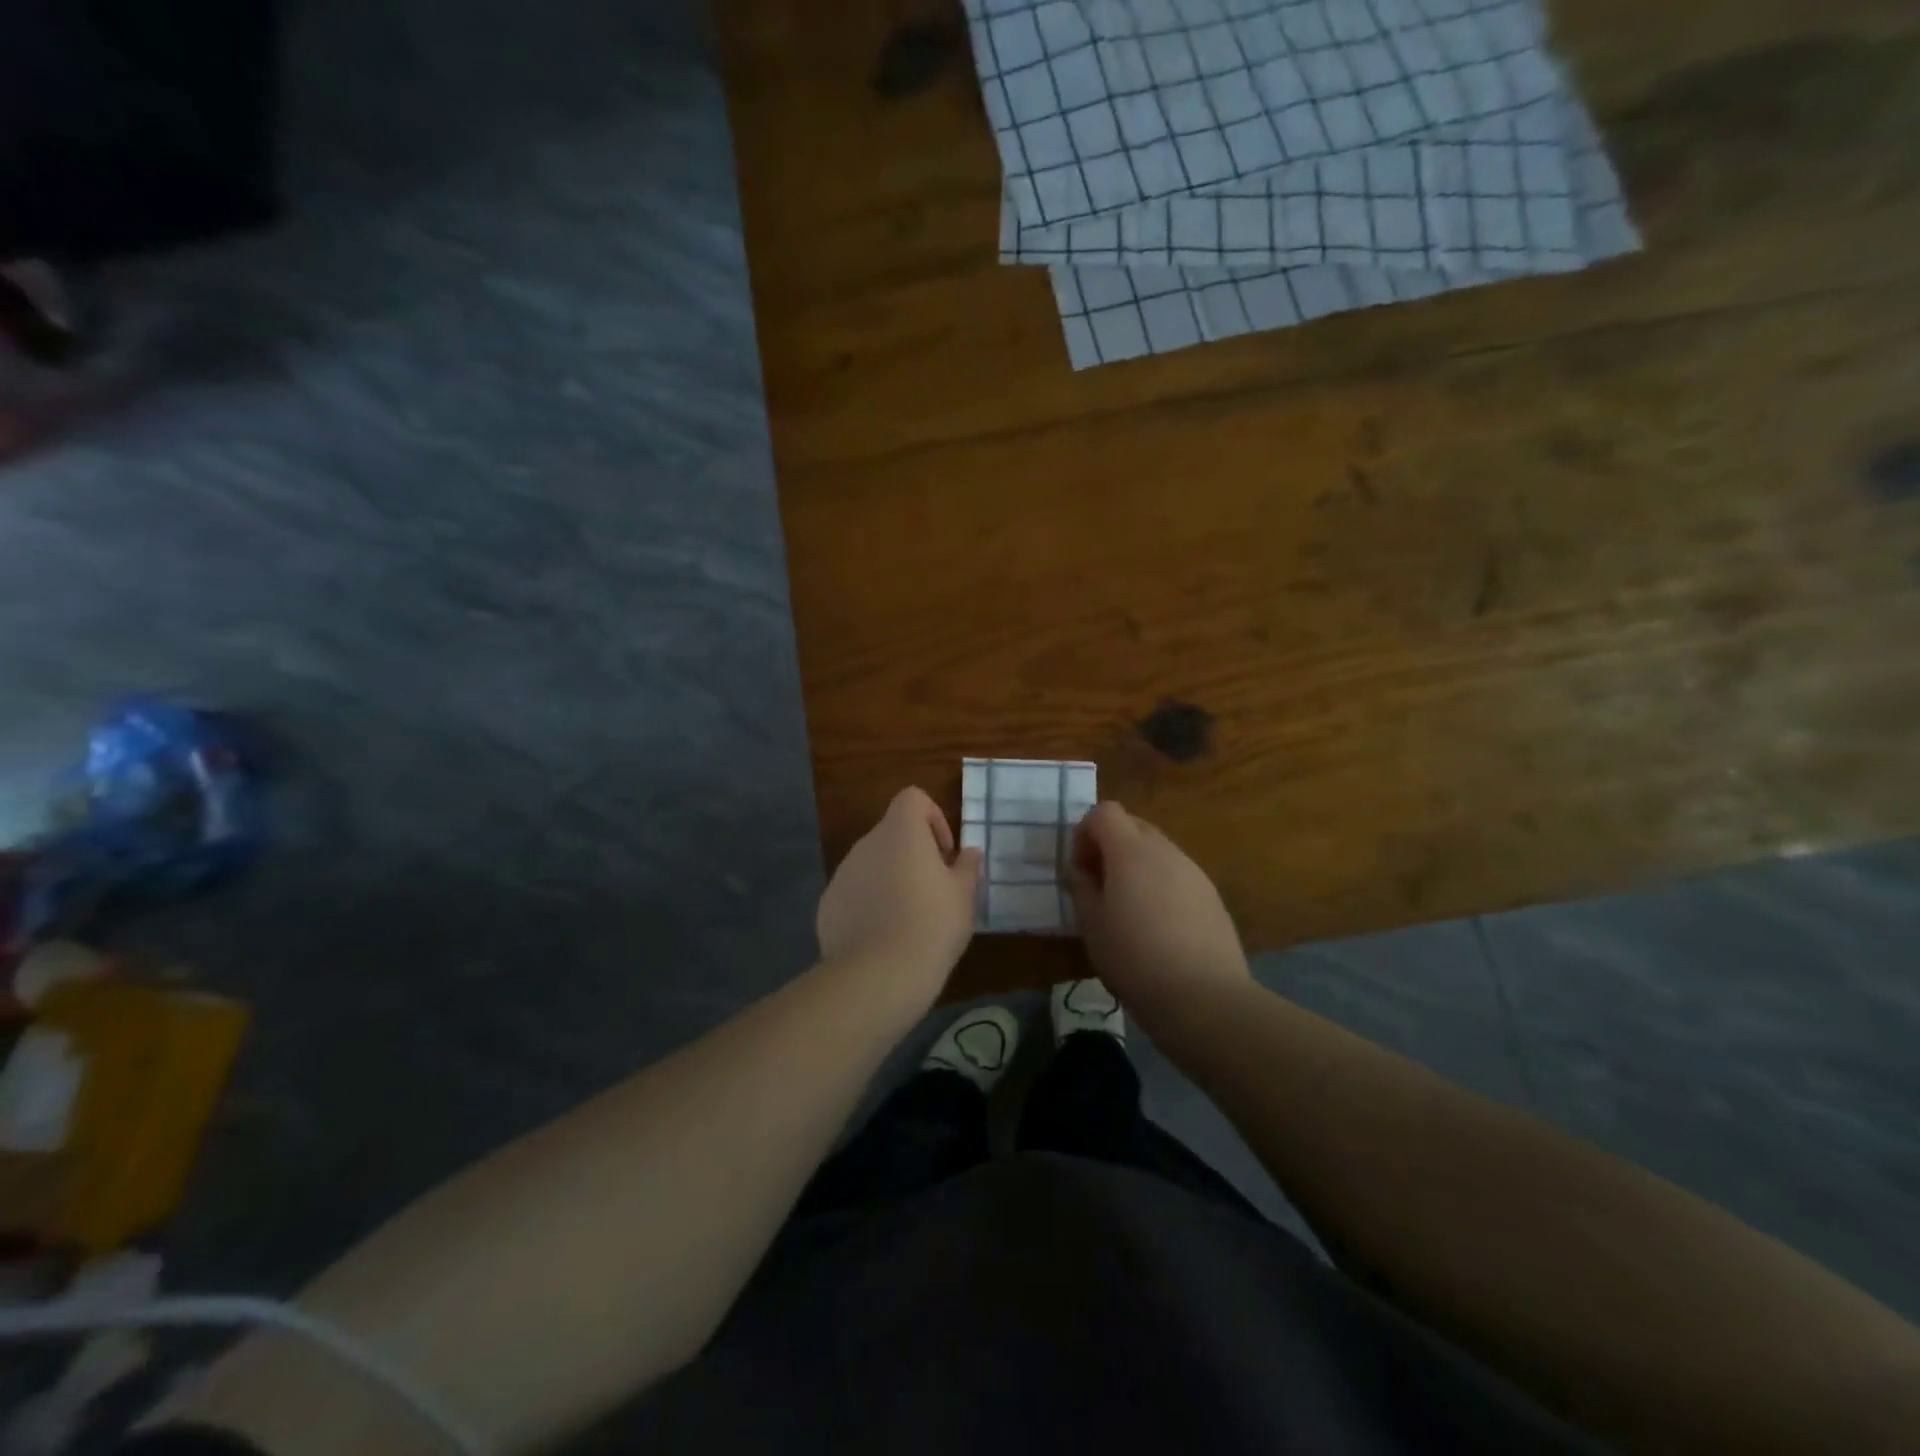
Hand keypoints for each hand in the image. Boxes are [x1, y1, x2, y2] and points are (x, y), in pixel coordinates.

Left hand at [817, 787, 981, 993]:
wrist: (877, 976)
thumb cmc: (931, 926)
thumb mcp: (963, 897)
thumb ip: (967, 867)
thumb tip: (969, 853)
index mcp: (901, 833)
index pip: (912, 798)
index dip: (933, 818)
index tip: (945, 854)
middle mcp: (867, 844)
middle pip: (892, 834)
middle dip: (914, 855)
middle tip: (935, 891)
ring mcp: (842, 874)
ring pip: (872, 864)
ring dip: (891, 879)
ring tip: (910, 919)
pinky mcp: (828, 905)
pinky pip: (854, 893)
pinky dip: (869, 904)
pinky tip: (883, 939)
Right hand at [1067, 801, 1250, 1030]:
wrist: (1205, 997)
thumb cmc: (1135, 958)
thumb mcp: (1092, 924)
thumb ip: (1081, 886)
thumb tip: (1080, 868)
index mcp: (1131, 851)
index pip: (1104, 812)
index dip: (1085, 832)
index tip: (1080, 869)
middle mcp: (1165, 851)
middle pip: (1132, 825)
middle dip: (1109, 846)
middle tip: (1099, 886)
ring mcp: (1193, 871)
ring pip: (1156, 850)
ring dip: (1135, 865)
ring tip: (1128, 909)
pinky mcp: (1211, 895)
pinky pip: (1176, 874)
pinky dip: (1159, 884)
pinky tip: (1158, 926)